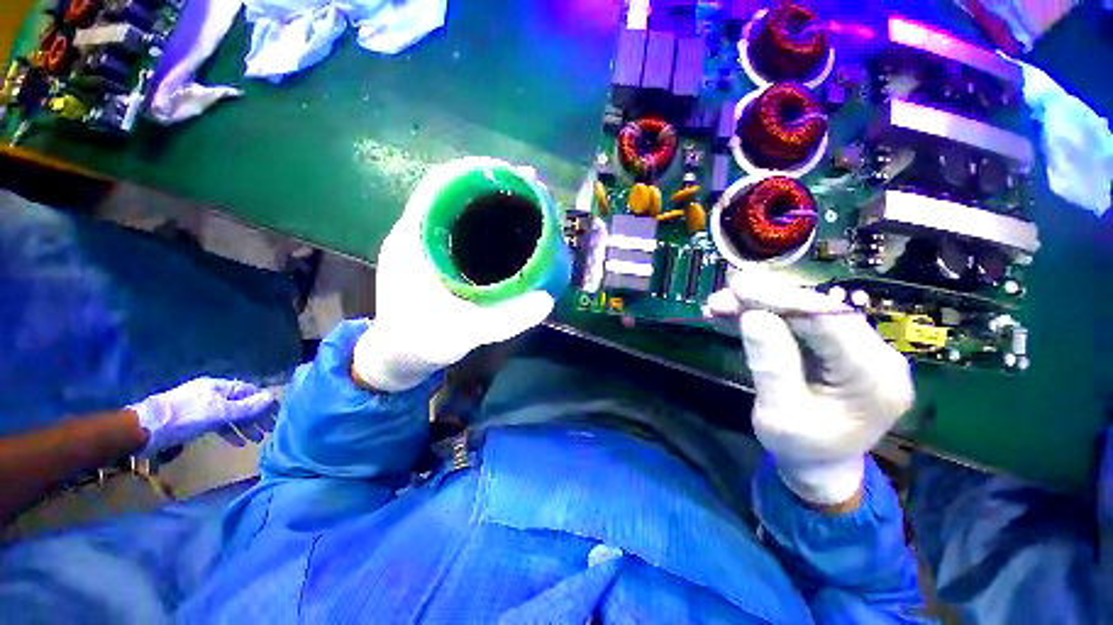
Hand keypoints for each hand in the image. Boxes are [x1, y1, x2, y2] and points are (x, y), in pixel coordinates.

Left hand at [130, 378, 277, 455]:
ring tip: (255, 440)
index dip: (265, 402)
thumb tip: (271, 397)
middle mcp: (213, 393)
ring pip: (231, 414)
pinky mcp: (193, 419)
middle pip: (242, 403)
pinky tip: (235, 442)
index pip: (250, 391)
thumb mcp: (217, 413)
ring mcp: (202, 406)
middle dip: (256, 417)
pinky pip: (218, 423)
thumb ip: (245, 407)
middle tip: (269, 431)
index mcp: (220, 387)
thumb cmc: (184, 418)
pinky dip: (229, 431)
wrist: (145, 429)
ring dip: (244, 426)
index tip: (277, 416)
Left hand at [353, 157, 555, 391]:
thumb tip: (547, 300)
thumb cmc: (422, 341)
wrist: (396, 356)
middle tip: (531, 189)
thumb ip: (505, 319)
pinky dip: (483, 221)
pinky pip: (458, 227)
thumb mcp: (465, 333)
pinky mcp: (431, 257)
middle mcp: (415, 234)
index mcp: (413, 241)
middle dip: (492, 184)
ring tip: (525, 204)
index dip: (476, 171)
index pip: (440, 186)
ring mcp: (422, 245)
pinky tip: (506, 232)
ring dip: (489, 201)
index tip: (515, 172)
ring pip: (456, 208)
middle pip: (453, 192)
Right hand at [707, 267, 914, 505]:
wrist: (820, 465)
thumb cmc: (800, 448)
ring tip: (718, 306)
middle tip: (721, 296)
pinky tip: (733, 314)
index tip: (738, 286)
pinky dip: (763, 315)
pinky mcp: (837, 346)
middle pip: (817, 311)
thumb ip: (771, 366)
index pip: (831, 322)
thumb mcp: (779, 413)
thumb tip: (753, 316)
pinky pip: (798, 322)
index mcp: (874, 380)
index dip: (783, 298)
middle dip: (764, 299)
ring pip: (803, 312)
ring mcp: (858, 348)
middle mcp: (876, 356)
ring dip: (758, 305)